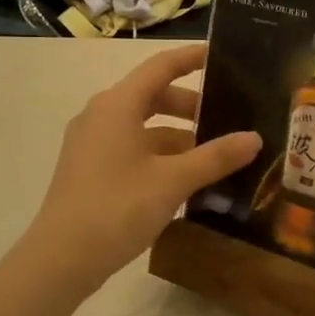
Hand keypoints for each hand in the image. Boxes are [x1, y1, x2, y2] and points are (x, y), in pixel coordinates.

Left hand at [26, 44, 258, 291]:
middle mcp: (101, 115)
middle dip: (191, 105)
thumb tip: (254, 138)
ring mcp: (92, 143)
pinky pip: (132, 148)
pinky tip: (185, 179)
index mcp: (118, 105)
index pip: (161, 66)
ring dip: (178, 135)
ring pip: (143, 126)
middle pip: (153, 96)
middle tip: (228, 117)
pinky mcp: (90, 169)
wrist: (60, 260)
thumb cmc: (117, 208)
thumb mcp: (174, 181)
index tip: (221, 55)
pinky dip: (160, 154)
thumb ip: (216, 156)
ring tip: (213, 154)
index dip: (191, 58)